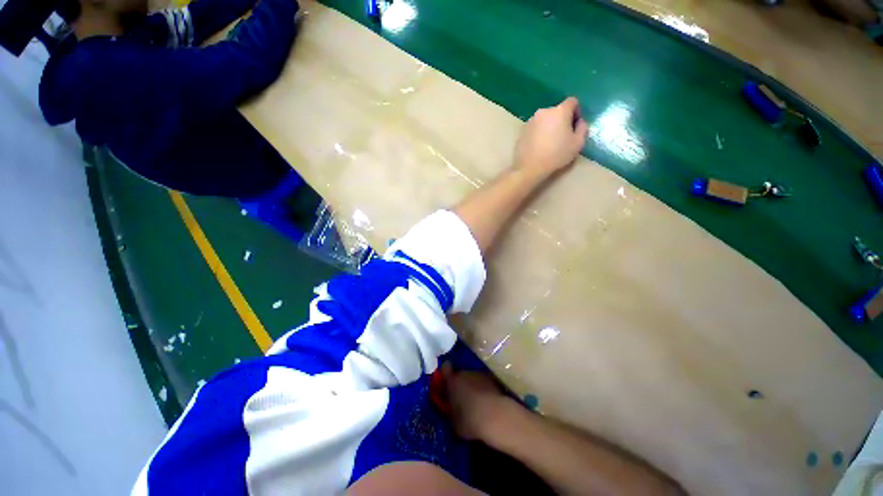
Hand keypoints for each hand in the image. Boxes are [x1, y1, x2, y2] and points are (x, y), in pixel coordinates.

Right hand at [441, 363, 515, 441]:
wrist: (495, 416)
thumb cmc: (469, 420)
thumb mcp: (454, 422)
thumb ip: (451, 412)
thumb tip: (452, 410)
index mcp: (452, 382)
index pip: (445, 368)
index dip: (445, 372)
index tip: (446, 381)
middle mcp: (465, 373)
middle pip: (460, 374)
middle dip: (460, 384)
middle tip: (462, 399)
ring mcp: (479, 374)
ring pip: (472, 378)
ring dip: (473, 386)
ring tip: (477, 402)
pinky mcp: (492, 379)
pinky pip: (484, 382)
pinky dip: (484, 389)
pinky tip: (488, 403)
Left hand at [514, 97, 587, 177]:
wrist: (530, 167)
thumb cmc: (556, 155)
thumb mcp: (578, 143)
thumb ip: (582, 128)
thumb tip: (579, 122)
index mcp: (559, 111)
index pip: (572, 102)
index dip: (576, 111)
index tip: (574, 125)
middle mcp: (544, 111)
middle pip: (557, 111)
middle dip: (562, 120)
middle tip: (562, 136)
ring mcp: (531, 120)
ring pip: (545, 119)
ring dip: (549, 126)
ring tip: (549, 142)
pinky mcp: (522, 130)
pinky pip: (535, 128)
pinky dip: (538, 133)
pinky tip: (539, 146)